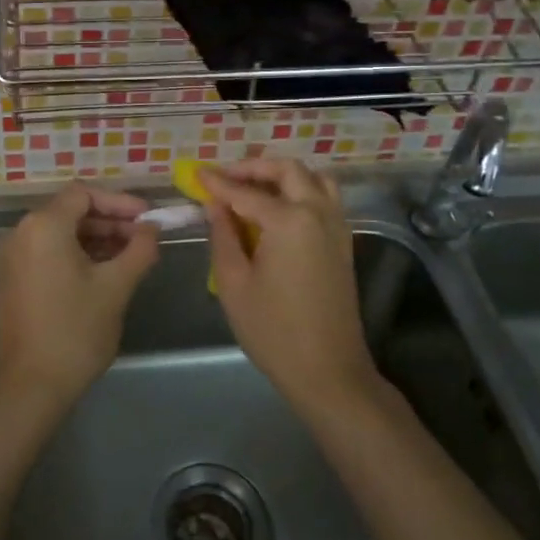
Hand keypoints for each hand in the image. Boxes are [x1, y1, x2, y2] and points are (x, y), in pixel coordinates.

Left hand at [0, 184, 158, 414]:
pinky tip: (103, 270)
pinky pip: (47, 250)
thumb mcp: (116, 286)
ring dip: (95, 237)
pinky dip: (75, 252)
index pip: (84, 194)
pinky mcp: (11, 278)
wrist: (32, 387)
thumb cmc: (76, 331)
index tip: (147, 218)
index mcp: (44, 226)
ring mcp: (12, 257)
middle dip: (109, 220)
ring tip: (129, 255)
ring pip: (60, 232)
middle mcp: (21, 232)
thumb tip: (152, 228)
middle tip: (143, 237)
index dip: (119, 201)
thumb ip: (139, 249)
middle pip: (70, 210)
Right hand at [200, 159, 379, 415]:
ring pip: (314, 179)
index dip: (218, 183)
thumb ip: (223, 236)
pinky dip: (302, 191)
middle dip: (255, 168)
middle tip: (226, 178)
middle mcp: (318, 213)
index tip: (197, 174)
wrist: (328, 371)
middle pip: (288, 171)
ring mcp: (337, 227)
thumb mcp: (234, 284)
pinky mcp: (343, 244)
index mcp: (290, 220)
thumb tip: (216, 206)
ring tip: (254, 188)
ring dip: (284, 175)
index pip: (246, 192)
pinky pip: (325, 199)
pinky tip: (278, 210)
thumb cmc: (273, 331)